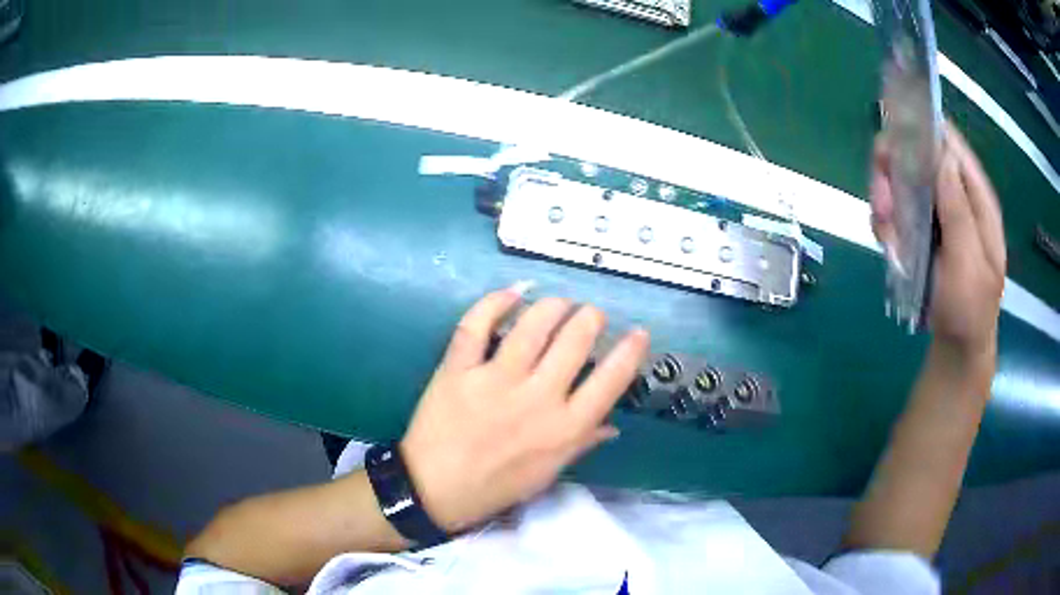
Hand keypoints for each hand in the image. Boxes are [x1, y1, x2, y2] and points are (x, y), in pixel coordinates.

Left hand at [400, 287, 649, 532]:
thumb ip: (582, 443)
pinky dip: (495, 302)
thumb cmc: (497, 486)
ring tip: (559, 303)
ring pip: (533, 325)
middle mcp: (537, 398)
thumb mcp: (548, 473)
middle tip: (590, 313)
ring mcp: (495, 380)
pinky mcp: (458, 370)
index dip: (630, 351)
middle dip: (590, 317)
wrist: (436, 489)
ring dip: (553, 306)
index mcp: (564, 428)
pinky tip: (512, 293)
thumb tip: (612, 425)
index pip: (611, 380)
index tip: (638, 334)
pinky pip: (477, 325)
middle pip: (575, 341)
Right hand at [870, 123, 1005, 359]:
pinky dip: (886, 220)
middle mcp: (955, 193)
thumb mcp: (968, 264)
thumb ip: (959, 210)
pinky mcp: (922, 227)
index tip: (891, 135)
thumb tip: (941, 152)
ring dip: (886, 199)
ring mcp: (937, 209)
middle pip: (918, 153)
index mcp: (976, 197)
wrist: (957, 345)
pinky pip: (896, 207)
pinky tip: (889, 244)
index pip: (949, 142)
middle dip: (894, 170)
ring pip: (901, 178)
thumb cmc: (969, 309)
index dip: (921, 129)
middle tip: (882, 201)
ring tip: (885, 231)